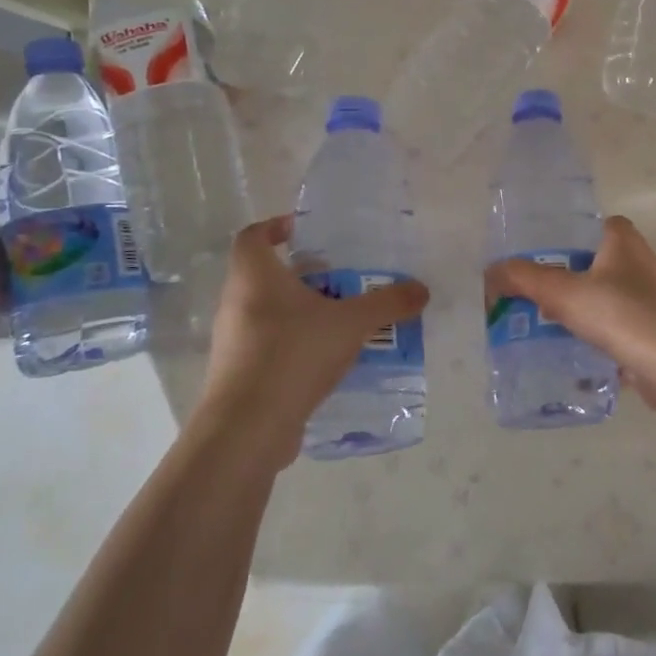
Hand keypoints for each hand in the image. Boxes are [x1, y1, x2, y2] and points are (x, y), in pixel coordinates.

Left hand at [196, 216, 428, 464]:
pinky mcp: (238, 376)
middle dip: (305, 277)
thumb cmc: (293, 354)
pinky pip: (270, 349)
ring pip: (270, 314)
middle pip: (266, 277)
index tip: (304, 232)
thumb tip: (421, 290)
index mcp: (254, 277)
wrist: (247, 428)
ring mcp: (234, 342)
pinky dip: (296, 347)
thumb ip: (388, 304)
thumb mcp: (351, 323)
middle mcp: (236, 303)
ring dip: (303, 314)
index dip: (276, 227)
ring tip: (343, 323)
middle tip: (341, 282)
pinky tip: (329, 362)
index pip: (253, 236)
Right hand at [483, 216, 655, 412]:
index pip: (586, 226)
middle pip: (590, 264)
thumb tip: (491, 272)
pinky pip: (613, 329)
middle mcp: (639, 262)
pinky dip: (593, 338)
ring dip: (576, 311)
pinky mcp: (652, 330)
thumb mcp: (564, 292)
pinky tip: (568, 353)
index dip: (559, 238)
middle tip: (527, 296)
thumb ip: (525, 279)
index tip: (532, 258)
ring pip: (601, 298)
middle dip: (561, 279)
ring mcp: (648, 298)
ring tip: (539, 326)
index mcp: (621, 239)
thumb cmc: (623, 314)